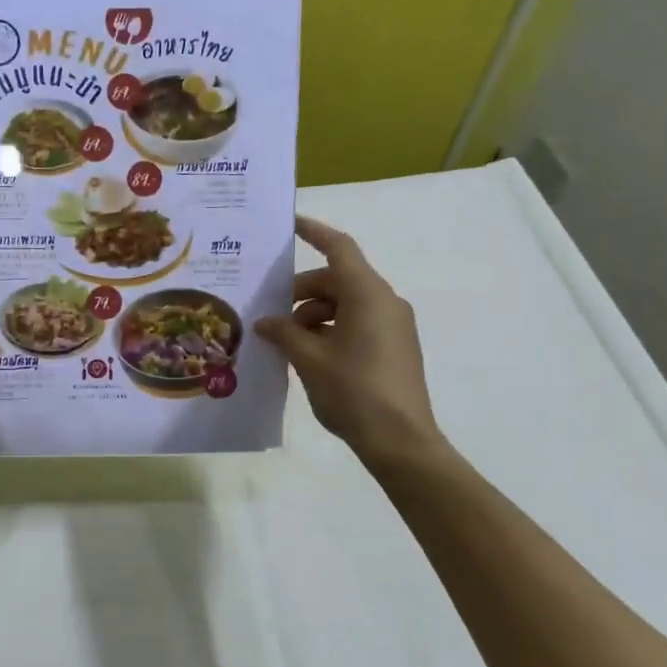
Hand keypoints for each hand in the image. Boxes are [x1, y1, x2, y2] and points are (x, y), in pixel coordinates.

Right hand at [254, 216, 447, 465]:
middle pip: (337, 280)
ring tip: (286, 343)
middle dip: (301, 293)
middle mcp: (385, 302)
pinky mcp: (394, 347)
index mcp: (367, 294)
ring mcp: (393, 326)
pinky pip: (357, 323)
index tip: (290, 224)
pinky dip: (330, 329)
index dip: (313, 232)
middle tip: (271, 315)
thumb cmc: (353, 391)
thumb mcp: (308, 359)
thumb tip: (266, 322)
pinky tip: (308, 356)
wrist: (400, 441)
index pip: (338, 248)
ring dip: (313, 315)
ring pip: (345, 304)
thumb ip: (283, 333)